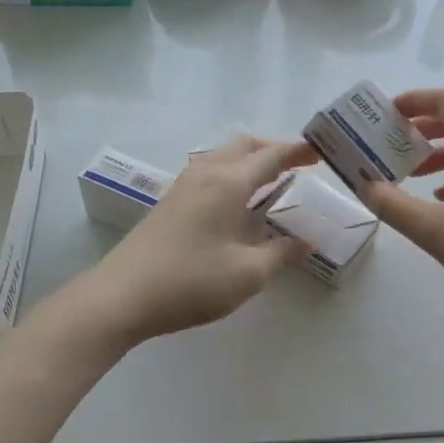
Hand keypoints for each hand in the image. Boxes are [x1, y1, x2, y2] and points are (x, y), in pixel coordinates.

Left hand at [77, 136, 315, 346]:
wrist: (121, 296)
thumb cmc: (190, 282)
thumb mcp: (247, 274)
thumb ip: (282, 254)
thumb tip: (307, 243)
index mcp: (228, 182)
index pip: (271, 155)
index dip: (299, 152)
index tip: (322, 153)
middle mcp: (205, 173)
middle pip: (244, 145)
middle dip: (274, 150)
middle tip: (299, 167)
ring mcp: (183, 185)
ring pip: (223, 156)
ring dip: (250, 160)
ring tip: (271, 182)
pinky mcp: (169, 202)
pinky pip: (209, 172)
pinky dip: (232, 174)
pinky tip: (237, 202)